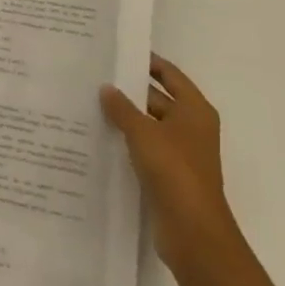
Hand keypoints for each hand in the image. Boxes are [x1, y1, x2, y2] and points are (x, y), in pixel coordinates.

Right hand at [101, 56, 238, 272]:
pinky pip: (145, 150)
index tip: (118, 52)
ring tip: (90, 104)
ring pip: (149, 126)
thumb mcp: (143, 132)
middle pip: (158, 99)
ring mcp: (181, 154)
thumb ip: (122, 108)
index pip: (169, 74)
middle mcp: (191, 128)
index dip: (147, 62)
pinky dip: (127, 143)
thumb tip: (106, 88)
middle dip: (129, 91)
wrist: (194, 233)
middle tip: (94, 78)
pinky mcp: (169, 176)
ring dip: (125, 118)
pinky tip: (100, 138)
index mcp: (194, 110)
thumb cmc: (174, 171)